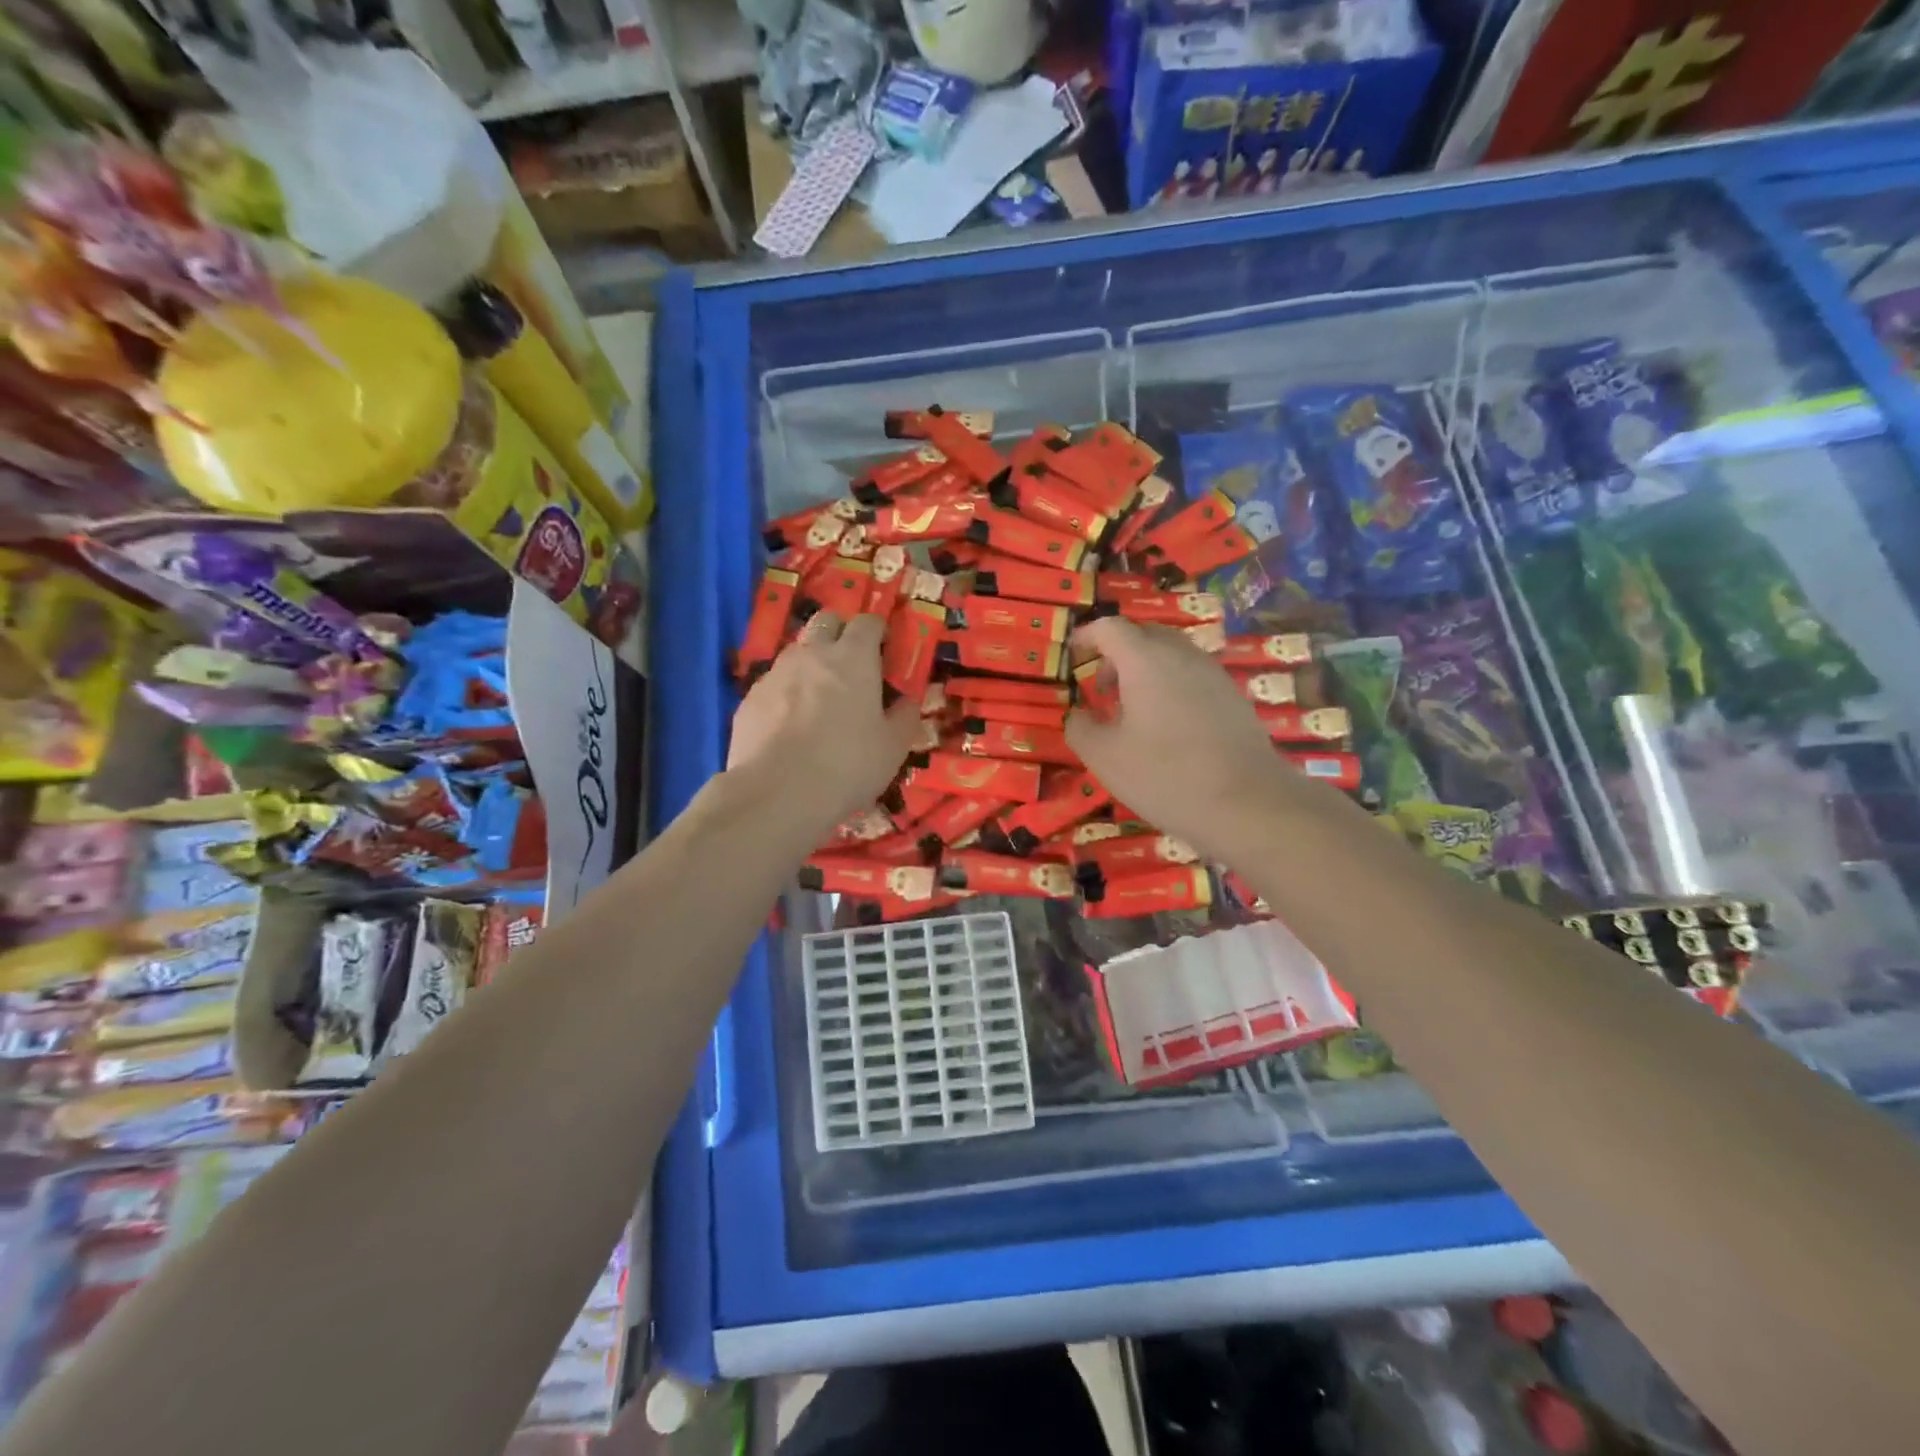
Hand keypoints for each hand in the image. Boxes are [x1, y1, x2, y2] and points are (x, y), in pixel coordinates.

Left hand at [728, 611, 918, 830]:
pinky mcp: (749, 698)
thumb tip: (907, 702)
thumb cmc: (847, 765)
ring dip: (811, 662)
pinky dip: (786, 693)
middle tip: (851, 663)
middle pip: (826, 621)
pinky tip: (790, 724)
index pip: (867, 622)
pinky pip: (773, 683)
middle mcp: (813, 654)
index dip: (878, 630)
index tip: (885, 648)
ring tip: (819, 697)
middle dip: (840, 632)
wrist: (777, 793)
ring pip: (796, 651)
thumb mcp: (893, 747)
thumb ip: (904, 717)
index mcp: (854, 658)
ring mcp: (776, 673)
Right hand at [1065, 616, 1298, 861]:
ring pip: (1172, 656)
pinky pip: (1192, 678)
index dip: (1086, 636)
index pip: (1109, 628)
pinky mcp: (1234, 698)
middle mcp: (1182, 655)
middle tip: (1101, 688)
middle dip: (1116, 654)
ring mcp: (1213, 674)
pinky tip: (1167, 729)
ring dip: (1145, 672)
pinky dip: (1171, 688)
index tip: (1072, 655)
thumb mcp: (1105, 757)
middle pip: (1144, 635)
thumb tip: (1078, 714)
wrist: (1249, 804)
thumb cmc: (1165, 775)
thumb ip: (1081, 728)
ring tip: (1132, 712)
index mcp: (1145, 659)